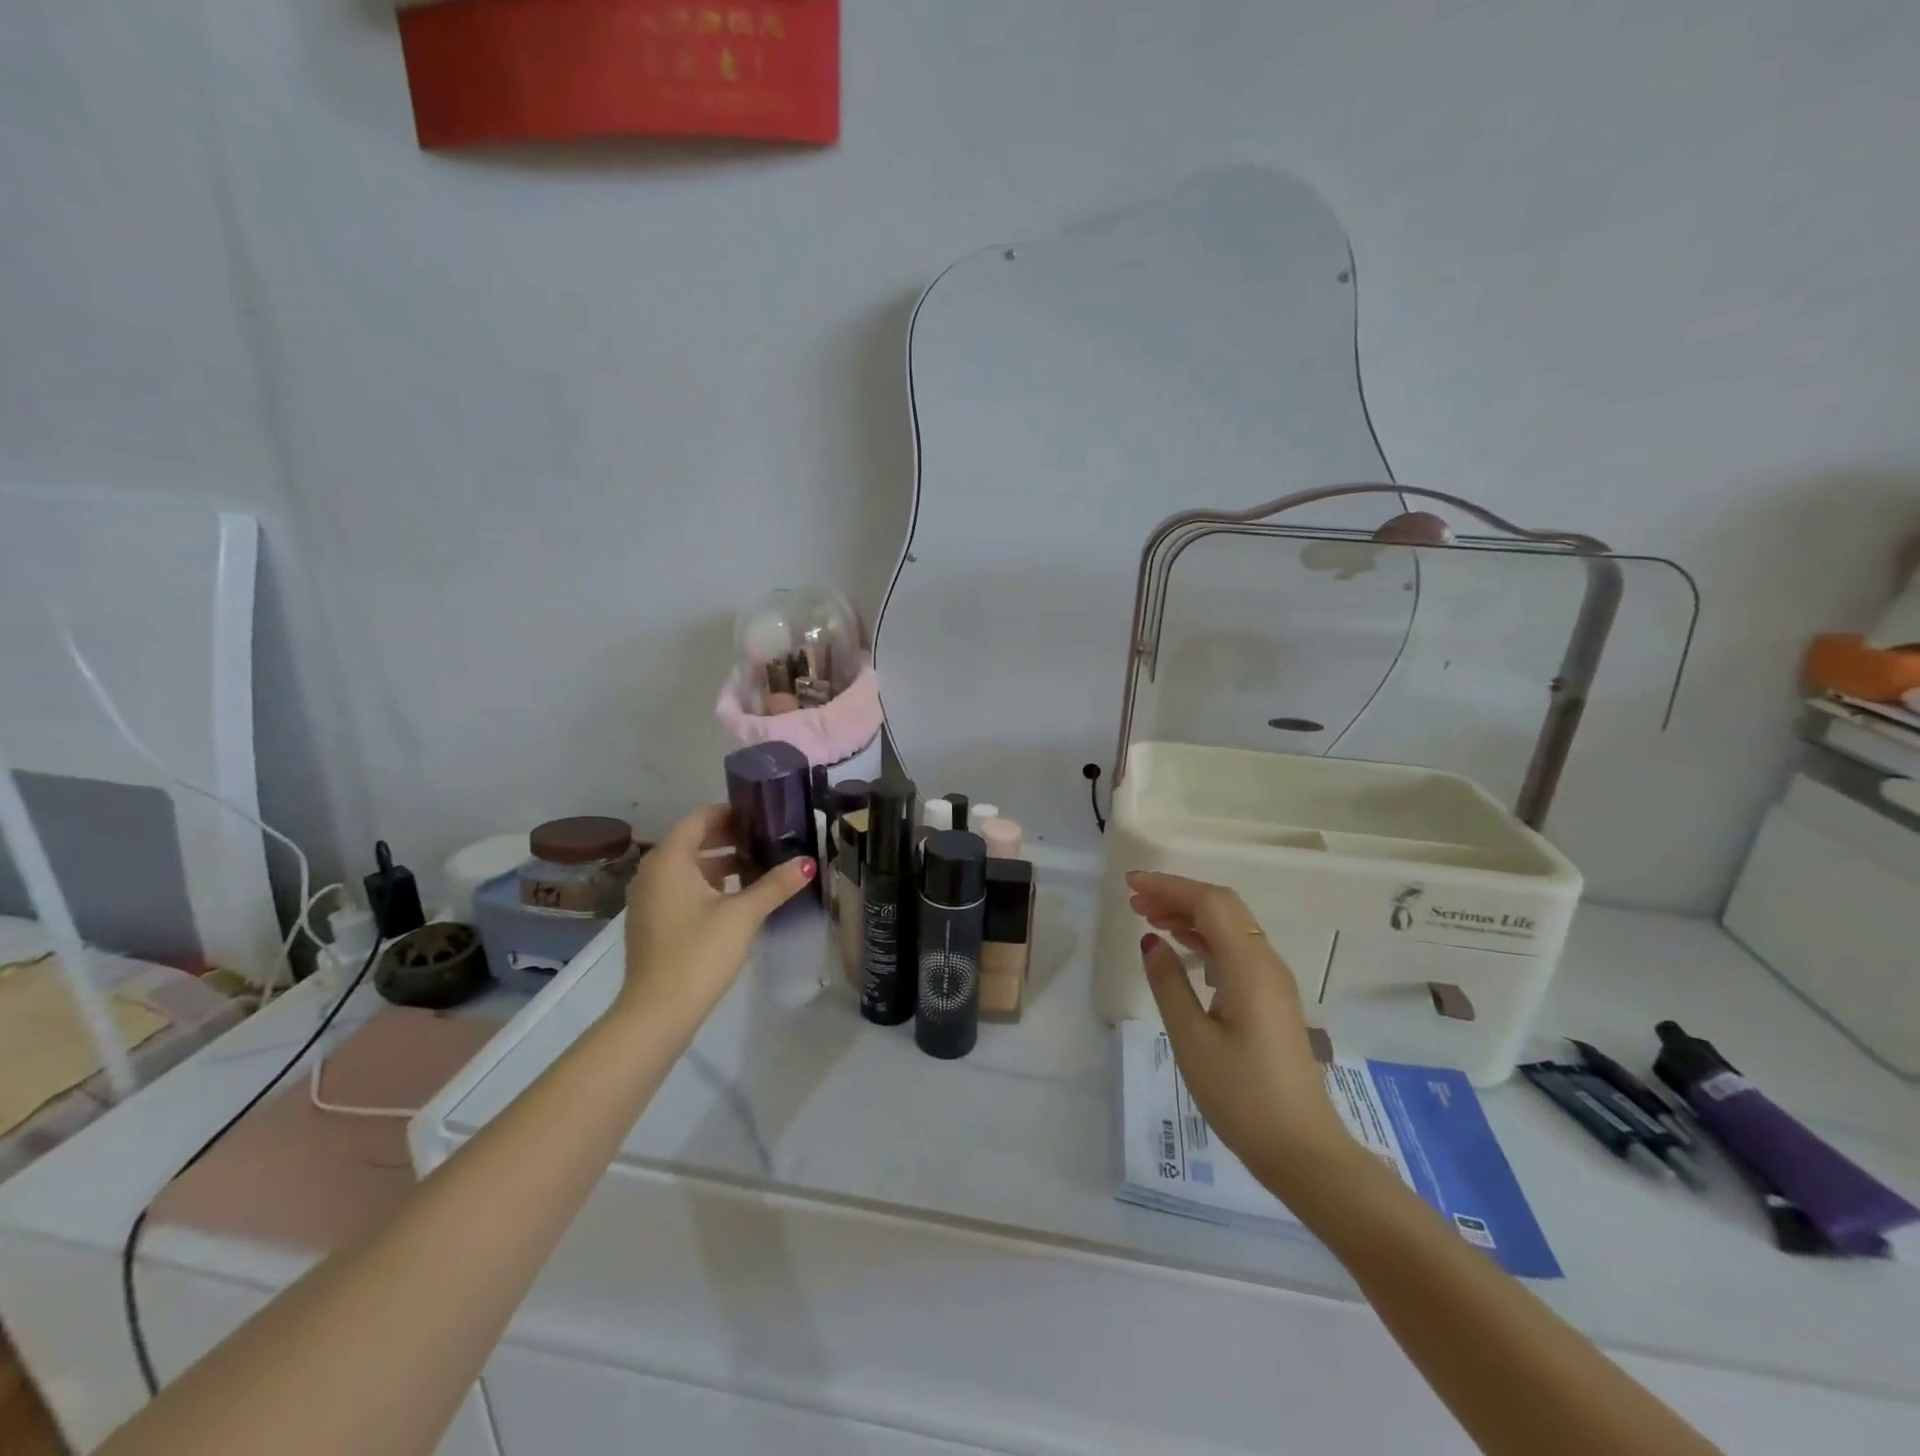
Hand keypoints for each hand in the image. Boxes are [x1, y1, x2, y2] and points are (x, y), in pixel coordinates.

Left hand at [616, 804, 813, 1032]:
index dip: (730, 812)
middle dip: (729, 837)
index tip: (762, 814)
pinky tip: (736, 898)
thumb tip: (807, 862)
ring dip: (720, 862)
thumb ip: (775, 885)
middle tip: (767, 838)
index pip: (699, 818)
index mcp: (670, 860)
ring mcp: (648, 899)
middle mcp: (652, 872)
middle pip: (692, 841)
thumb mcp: (743, 914)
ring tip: (759, 867)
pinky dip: (707, 884)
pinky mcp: (652, 922)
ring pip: (687, 867)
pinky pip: (681, 888)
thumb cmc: (699, 952)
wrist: (657, 1012)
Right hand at [1128, 872, 1351, 1188]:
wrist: (1303, 1151)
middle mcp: (1266, 962)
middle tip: (1135, 901)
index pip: (1209, 902)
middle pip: (1223, 906)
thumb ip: (1168, 983)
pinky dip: (1204, 938)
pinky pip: (1235, 949)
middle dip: (1178, 895)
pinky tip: (1181, 947)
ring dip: (1190, 914)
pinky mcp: (1271, 999)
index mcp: (1249, 966)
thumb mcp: (1191, 1039)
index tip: (1130, 885)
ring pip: (1230, 926)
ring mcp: (1273, 980)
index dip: (1169, 886)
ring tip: (1149, 918)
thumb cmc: (1242, 1096)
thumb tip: (1151, 940)